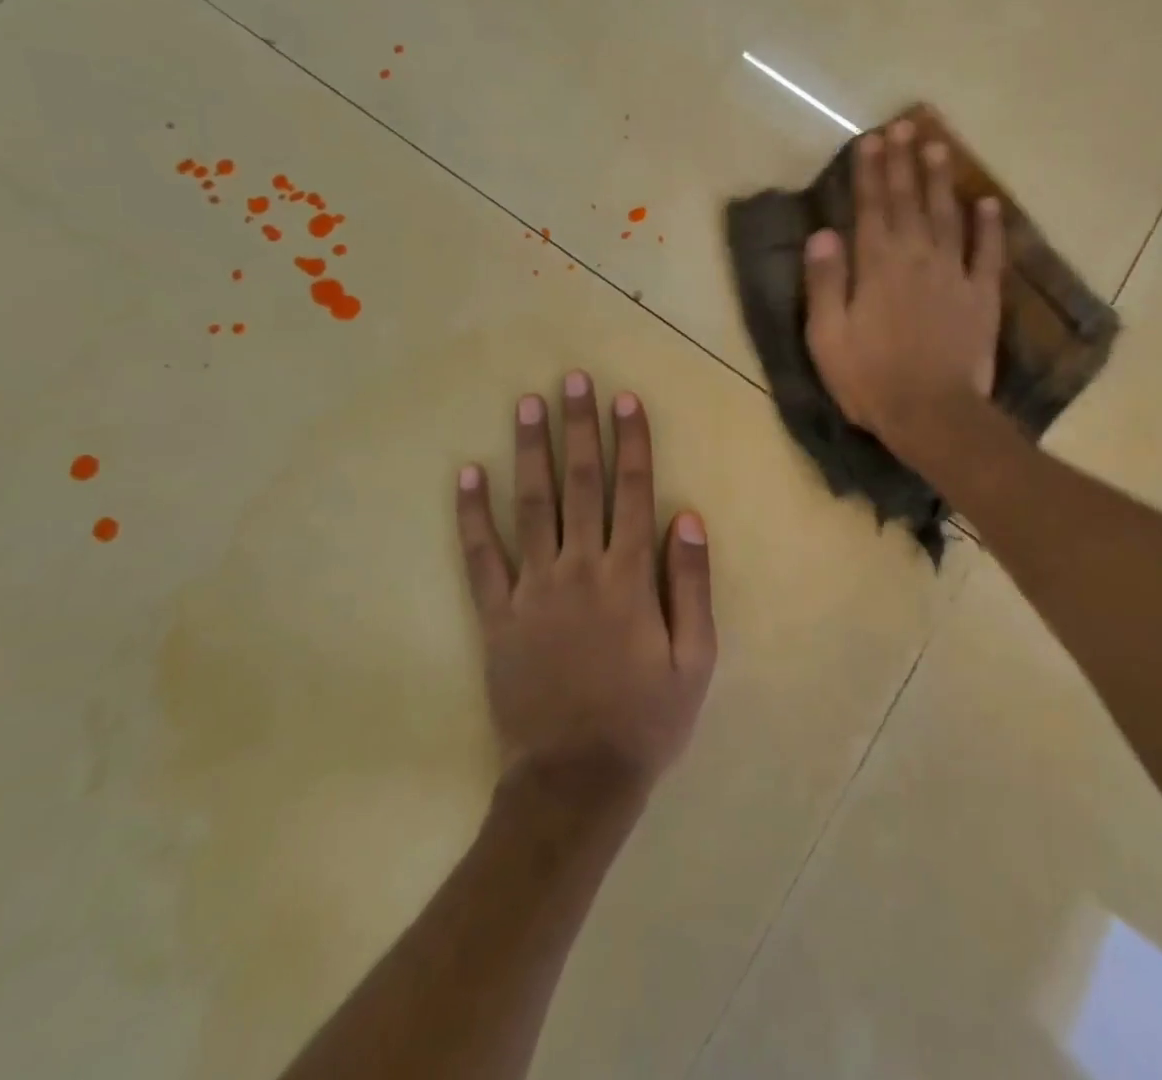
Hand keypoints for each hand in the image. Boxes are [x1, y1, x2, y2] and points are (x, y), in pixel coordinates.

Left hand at [456, 372, 715, 803]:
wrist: (575, 781)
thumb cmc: (645, 719)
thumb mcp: (694, 659)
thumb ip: (692, 585)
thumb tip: (689, 517)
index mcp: (629, 577)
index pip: (633, 492)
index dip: (631, 442)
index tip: (624, 399)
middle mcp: (580, 568)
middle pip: (582, 484)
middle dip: (579, 428)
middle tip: (572, 380)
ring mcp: (532, 589)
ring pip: (532, 505)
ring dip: (530, 451)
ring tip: (527, 404)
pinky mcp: (496, 615)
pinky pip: (481, 557)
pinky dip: (472, 514)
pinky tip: (467, 474)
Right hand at [804, 120, 1004, 455]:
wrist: (933, 414)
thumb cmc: (870, 379)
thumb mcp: (828, 337)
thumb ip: (825, 282)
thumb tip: (822, 233)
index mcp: (877, 266)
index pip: (871, 207)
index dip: (870, 172)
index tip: (871, 140)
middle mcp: (917, 258)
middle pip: (909, 202)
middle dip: (904, 163)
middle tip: (904, 127)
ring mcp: (954, 275)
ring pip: (948, 216)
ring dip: (942, 181)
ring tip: (940, 147)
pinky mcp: (982, 297)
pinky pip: (989, 253)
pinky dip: (991, 227)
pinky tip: (989, 203)